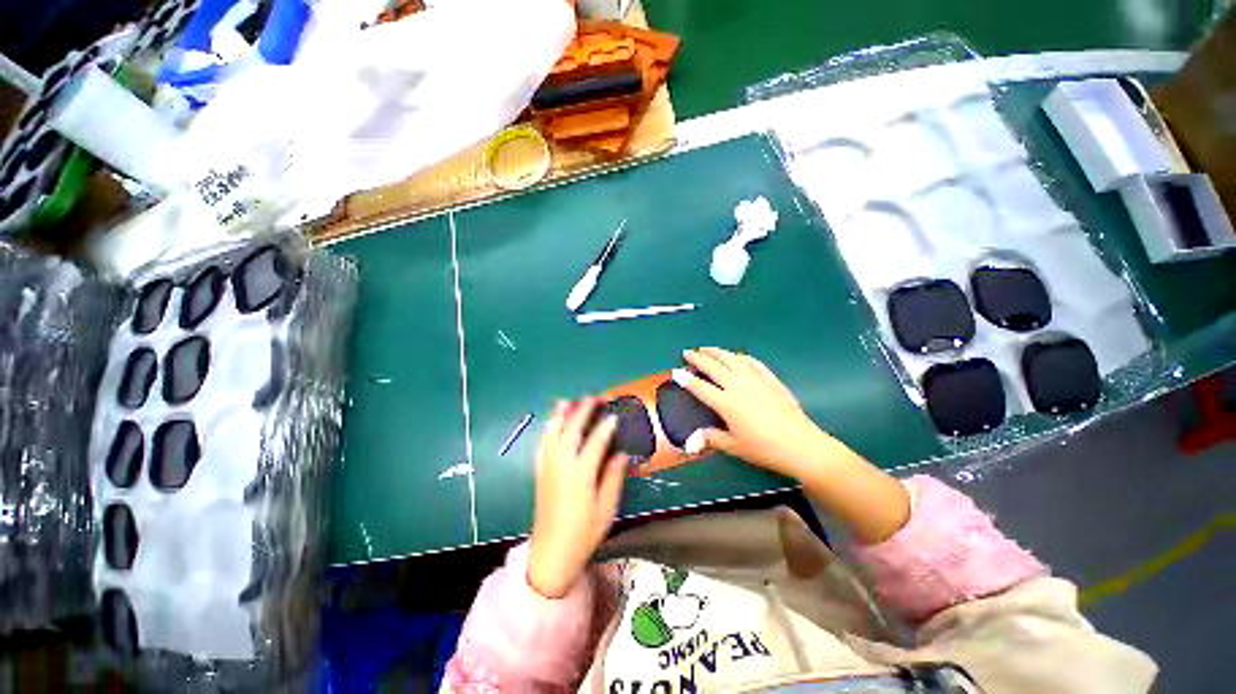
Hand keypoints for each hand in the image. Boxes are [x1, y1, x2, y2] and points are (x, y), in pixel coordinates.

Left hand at [527, 398, 628, 598]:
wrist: (551, 555)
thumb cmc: (583, 534)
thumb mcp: (606, 509)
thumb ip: (614, 477)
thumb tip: (622, 454)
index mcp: (580, 473)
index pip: (595, 440)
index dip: (606, 425)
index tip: (615, 414)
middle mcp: (561, 464)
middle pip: (572, 428)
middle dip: (584, 409)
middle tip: (596, 398)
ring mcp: (548, 466)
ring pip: (553, 431)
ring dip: (562, 414)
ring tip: (570, 401)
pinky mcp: (540, 471)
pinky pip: (542, 442)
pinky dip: (549, 428)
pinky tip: (553, 424)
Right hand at [676, 348, 910, 542]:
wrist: (800, 444)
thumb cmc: (764, 448)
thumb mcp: (734, 446)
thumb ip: (711, 439)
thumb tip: (689, 442)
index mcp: (726, 403)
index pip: (700, 387)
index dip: (685, 379)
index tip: (675, 371)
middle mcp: (737, 386)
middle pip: (713, 366)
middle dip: (698, 358)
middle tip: (687, 352)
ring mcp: (755, 379)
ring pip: (731, 359)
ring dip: (717, 352)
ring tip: (706, 348)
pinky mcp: (770, 379)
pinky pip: (752, 362)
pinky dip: (740, 357)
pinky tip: (737, 356)